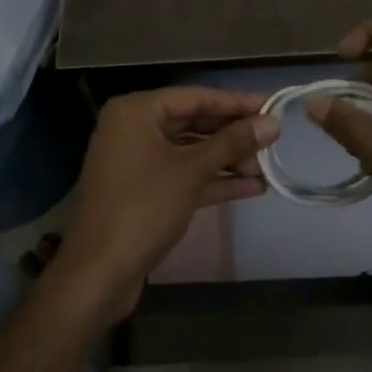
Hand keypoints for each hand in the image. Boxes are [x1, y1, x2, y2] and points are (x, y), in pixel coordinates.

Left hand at [53, 87, 276, 322]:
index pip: (195, 97)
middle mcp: (135, 129)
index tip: (272, 106)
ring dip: (227, 160)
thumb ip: (232, 143)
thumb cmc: (143, 207)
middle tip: (273, 139)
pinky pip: (184, 176)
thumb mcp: (191, 171)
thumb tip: (273, 123)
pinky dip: (213, 180)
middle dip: (233, 134)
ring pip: (191, 152)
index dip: (236, 103)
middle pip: (194, 123)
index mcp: (137, 112)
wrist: (98, 274)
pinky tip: (251, 187)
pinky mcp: (145, 192)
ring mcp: (138, 162)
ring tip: (267, 167)